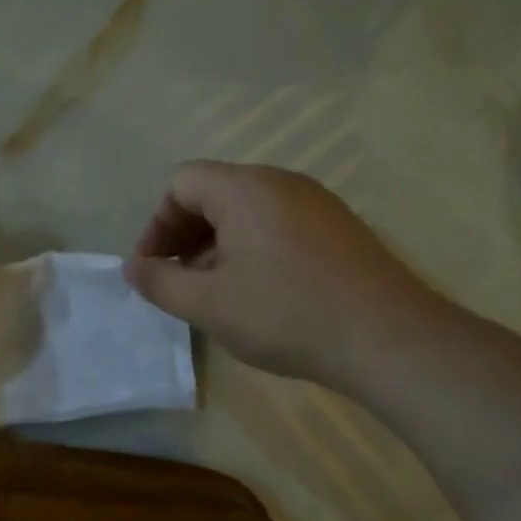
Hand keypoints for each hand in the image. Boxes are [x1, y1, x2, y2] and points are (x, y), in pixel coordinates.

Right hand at [123, 161, 446, 393]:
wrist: (388, 338)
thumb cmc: (286, 314)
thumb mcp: (208, 305)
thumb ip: (159, 283)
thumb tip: (132, 267)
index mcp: (245, 189)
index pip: (181, 182)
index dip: (156, 223)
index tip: (152, 268)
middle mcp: (281, 182)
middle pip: (213, 192)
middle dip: (183, 234)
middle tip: (175, 280)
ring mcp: (316, 203)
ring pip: (246, 210)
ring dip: (215, 244)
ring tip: (212, 291)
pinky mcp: (338, 228)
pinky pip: (277, 224)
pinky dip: (250, 248)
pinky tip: (255, 292)